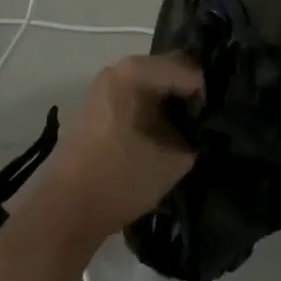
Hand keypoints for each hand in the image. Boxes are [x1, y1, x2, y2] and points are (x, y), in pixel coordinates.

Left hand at [39, 54, 202, 250]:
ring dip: (169, 107)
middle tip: (207, 124)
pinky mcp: (96, 110)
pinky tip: (162, 140)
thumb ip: (195, 142)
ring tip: (188, 134)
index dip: (205, 95)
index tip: (215, 122)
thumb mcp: (170, 163)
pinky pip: (133, 101)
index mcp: (133, 73)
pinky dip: (151, 115)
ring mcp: (102, 89)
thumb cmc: (119, 180)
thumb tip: (203, 134)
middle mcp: (116, 70)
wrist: (65, 211)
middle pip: (165, 73)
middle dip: (187, 97)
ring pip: (149, 88)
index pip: (185, 70)